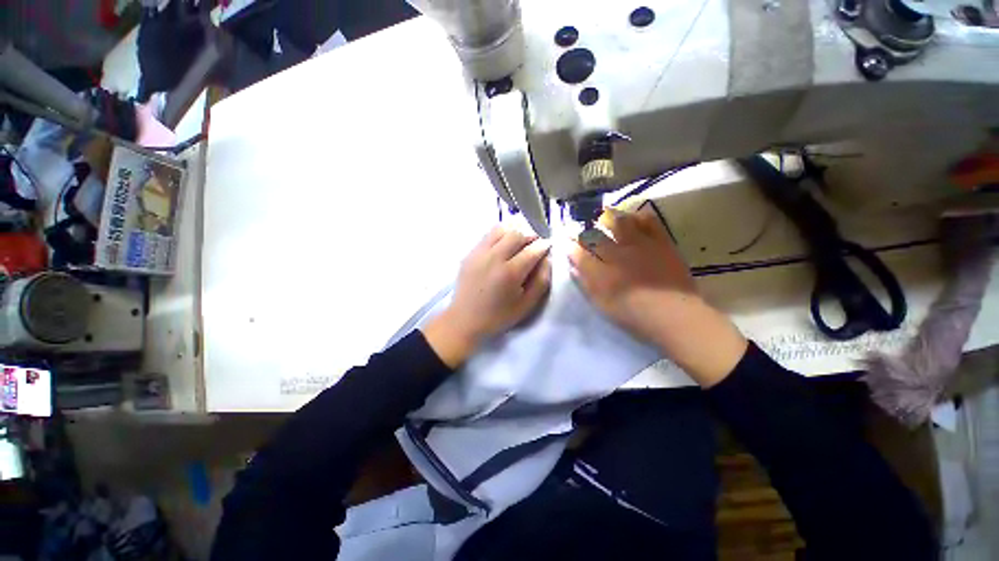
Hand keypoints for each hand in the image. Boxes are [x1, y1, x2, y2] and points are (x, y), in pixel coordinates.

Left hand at [424, 226, 551, 366]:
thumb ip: (541, 281)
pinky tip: (502, 249)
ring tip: (518, 245)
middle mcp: (493, 258)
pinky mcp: (469, 254)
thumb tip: (547, 260)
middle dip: (530, 237)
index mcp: (510, 273)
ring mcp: (479, 253)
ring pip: (500, 230)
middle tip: (534, 246)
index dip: (544, 246)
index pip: (532, 250)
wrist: (464, 321)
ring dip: (514, 234)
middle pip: (517, 234)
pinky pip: (487, 236)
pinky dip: (499, 237)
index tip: (548, 246)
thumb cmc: (498, 317)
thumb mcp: (526, 305)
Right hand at [568, 206, 745, 386]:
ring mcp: (638, 245)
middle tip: (579, 226)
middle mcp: (615, 253)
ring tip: (603, 215)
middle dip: (582, 228)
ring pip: (618, 222)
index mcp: (599, 271)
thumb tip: (574, 267)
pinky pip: (648, 221)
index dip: (568, 244)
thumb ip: (585, 283)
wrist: (673, 314)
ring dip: (608, 217)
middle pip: (594, 234)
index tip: (563, 238)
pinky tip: (634, 216)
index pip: (577, 252)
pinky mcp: (660, 242)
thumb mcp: (601, 303)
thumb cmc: (632, 313)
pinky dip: (639, 216)